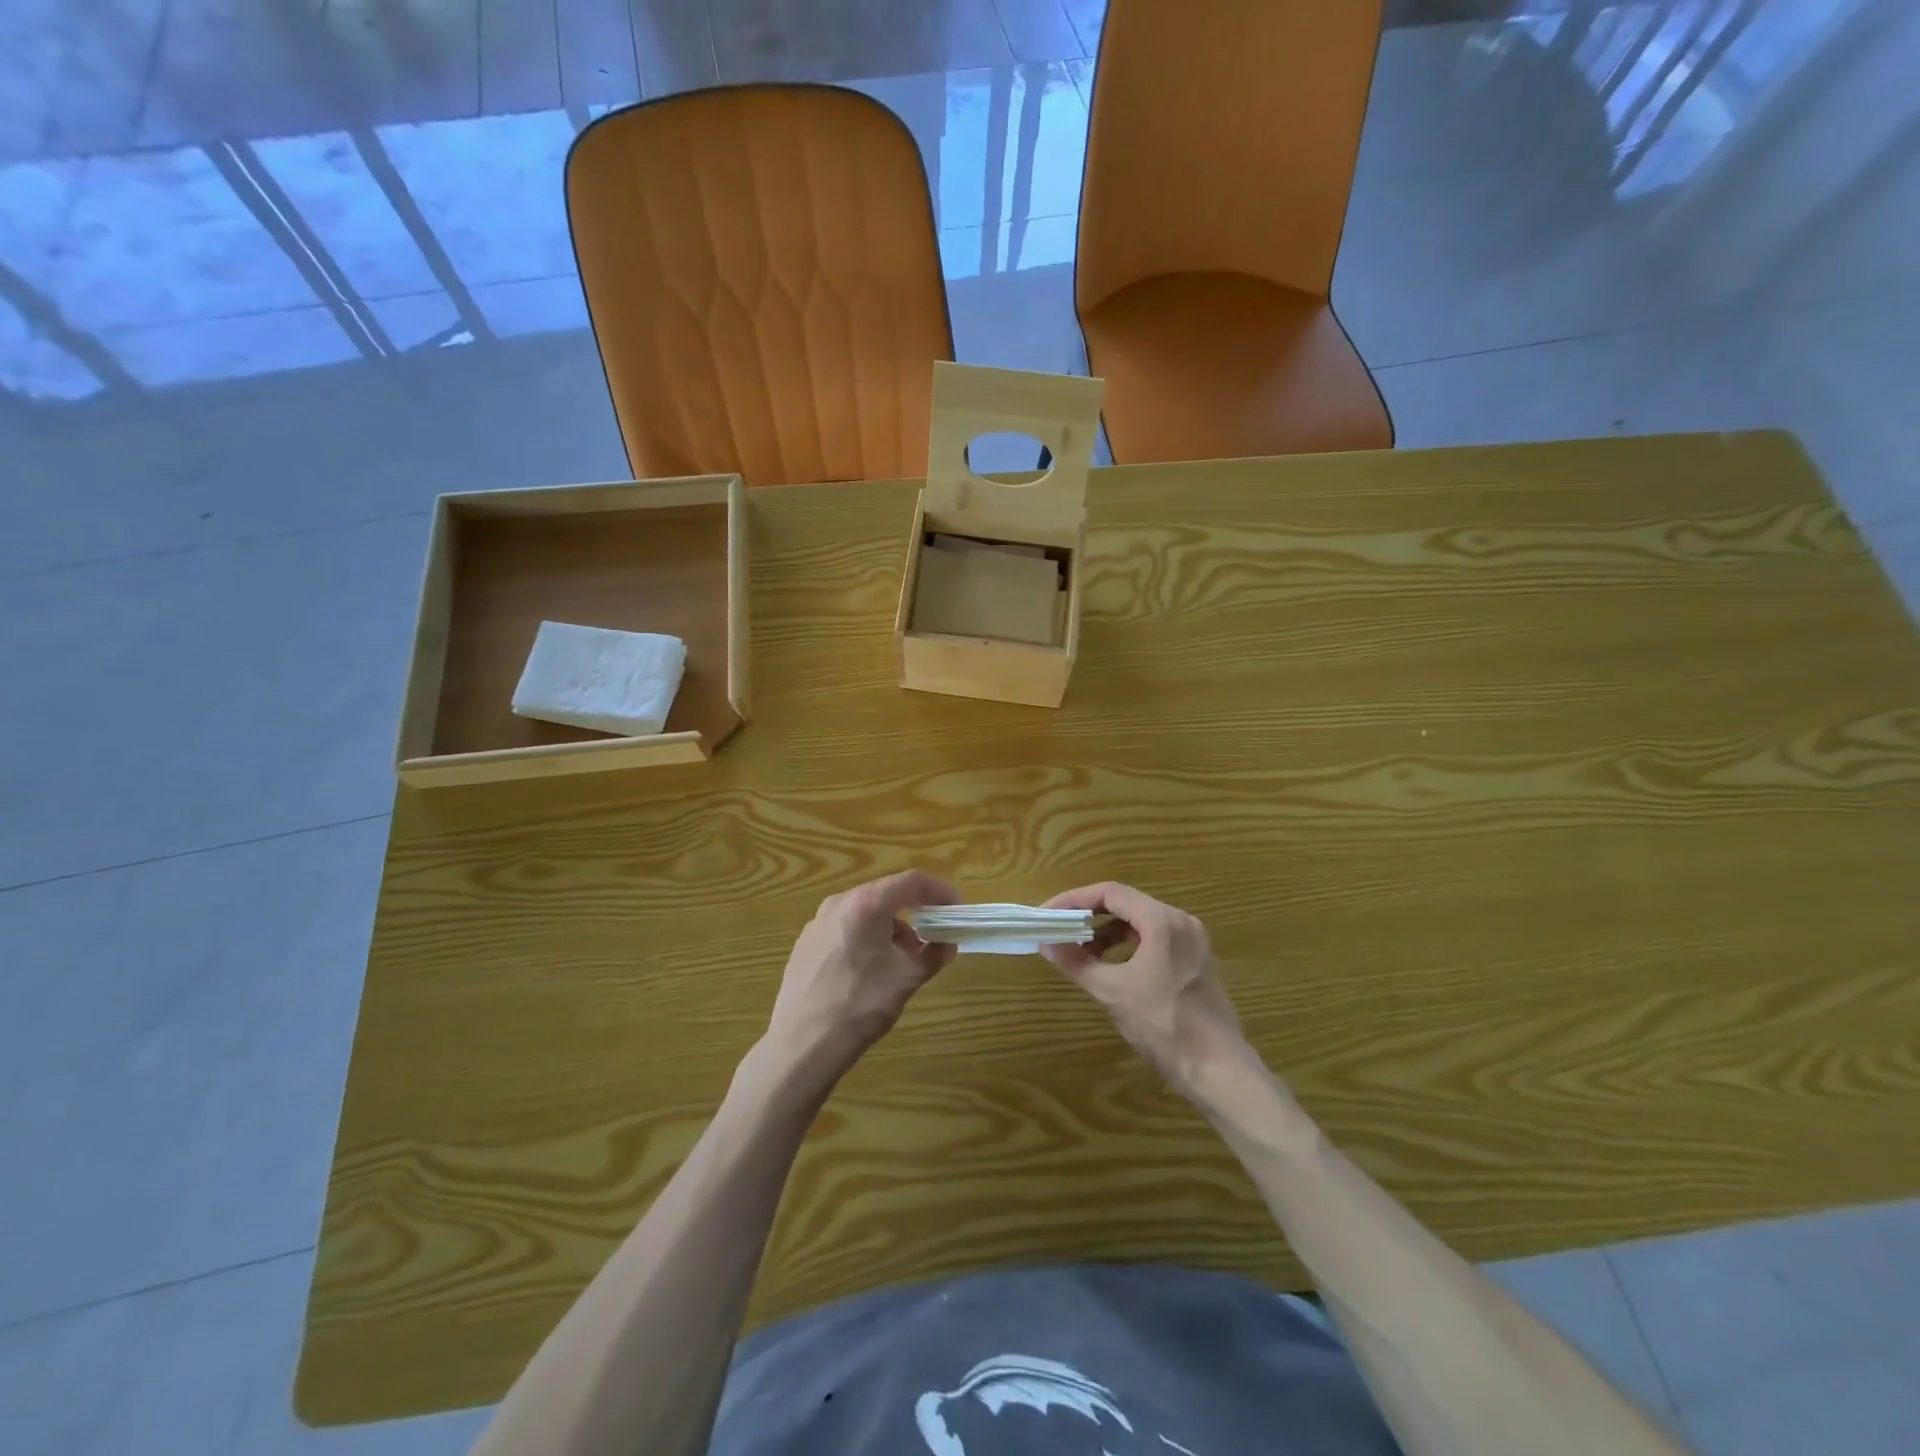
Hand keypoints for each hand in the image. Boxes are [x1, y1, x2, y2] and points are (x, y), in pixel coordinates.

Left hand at [762, 870, 961, 1090]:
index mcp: (865, 904)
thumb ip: (933, 955)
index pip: (912, 881)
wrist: (802, 1044)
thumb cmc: (860, 1005)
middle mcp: (838, 903)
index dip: (940, 891)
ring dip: (891, 927)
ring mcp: (817, 923)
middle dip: (916, 911)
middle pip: (887, 893)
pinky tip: (871, 970)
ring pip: (864, 912)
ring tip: (904, 959)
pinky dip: (867, 937)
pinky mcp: (805, 944)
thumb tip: (946, 946)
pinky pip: (845, 928)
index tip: (957, 910)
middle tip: (935, 934)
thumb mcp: (907, 979)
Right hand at [1042, 882, 1247, 1096]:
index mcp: (1162, 921)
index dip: (1074, 899)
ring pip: (1141, 922)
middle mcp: (1180, 921)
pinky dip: (1128, 945)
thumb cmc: (1163, 1024)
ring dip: (1108, 932)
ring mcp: (1192, 941)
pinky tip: (1111, 966)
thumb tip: (1046, 943)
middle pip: (1126, 903)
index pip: (1110, 893)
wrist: (1218, 1069)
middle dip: (1089, 915)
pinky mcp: (1196, 960)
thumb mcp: (1112, 992)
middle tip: (1060, 930)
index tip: (1049, 914)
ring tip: (1081, 951)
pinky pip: (1155, 938)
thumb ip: (1077, 962)